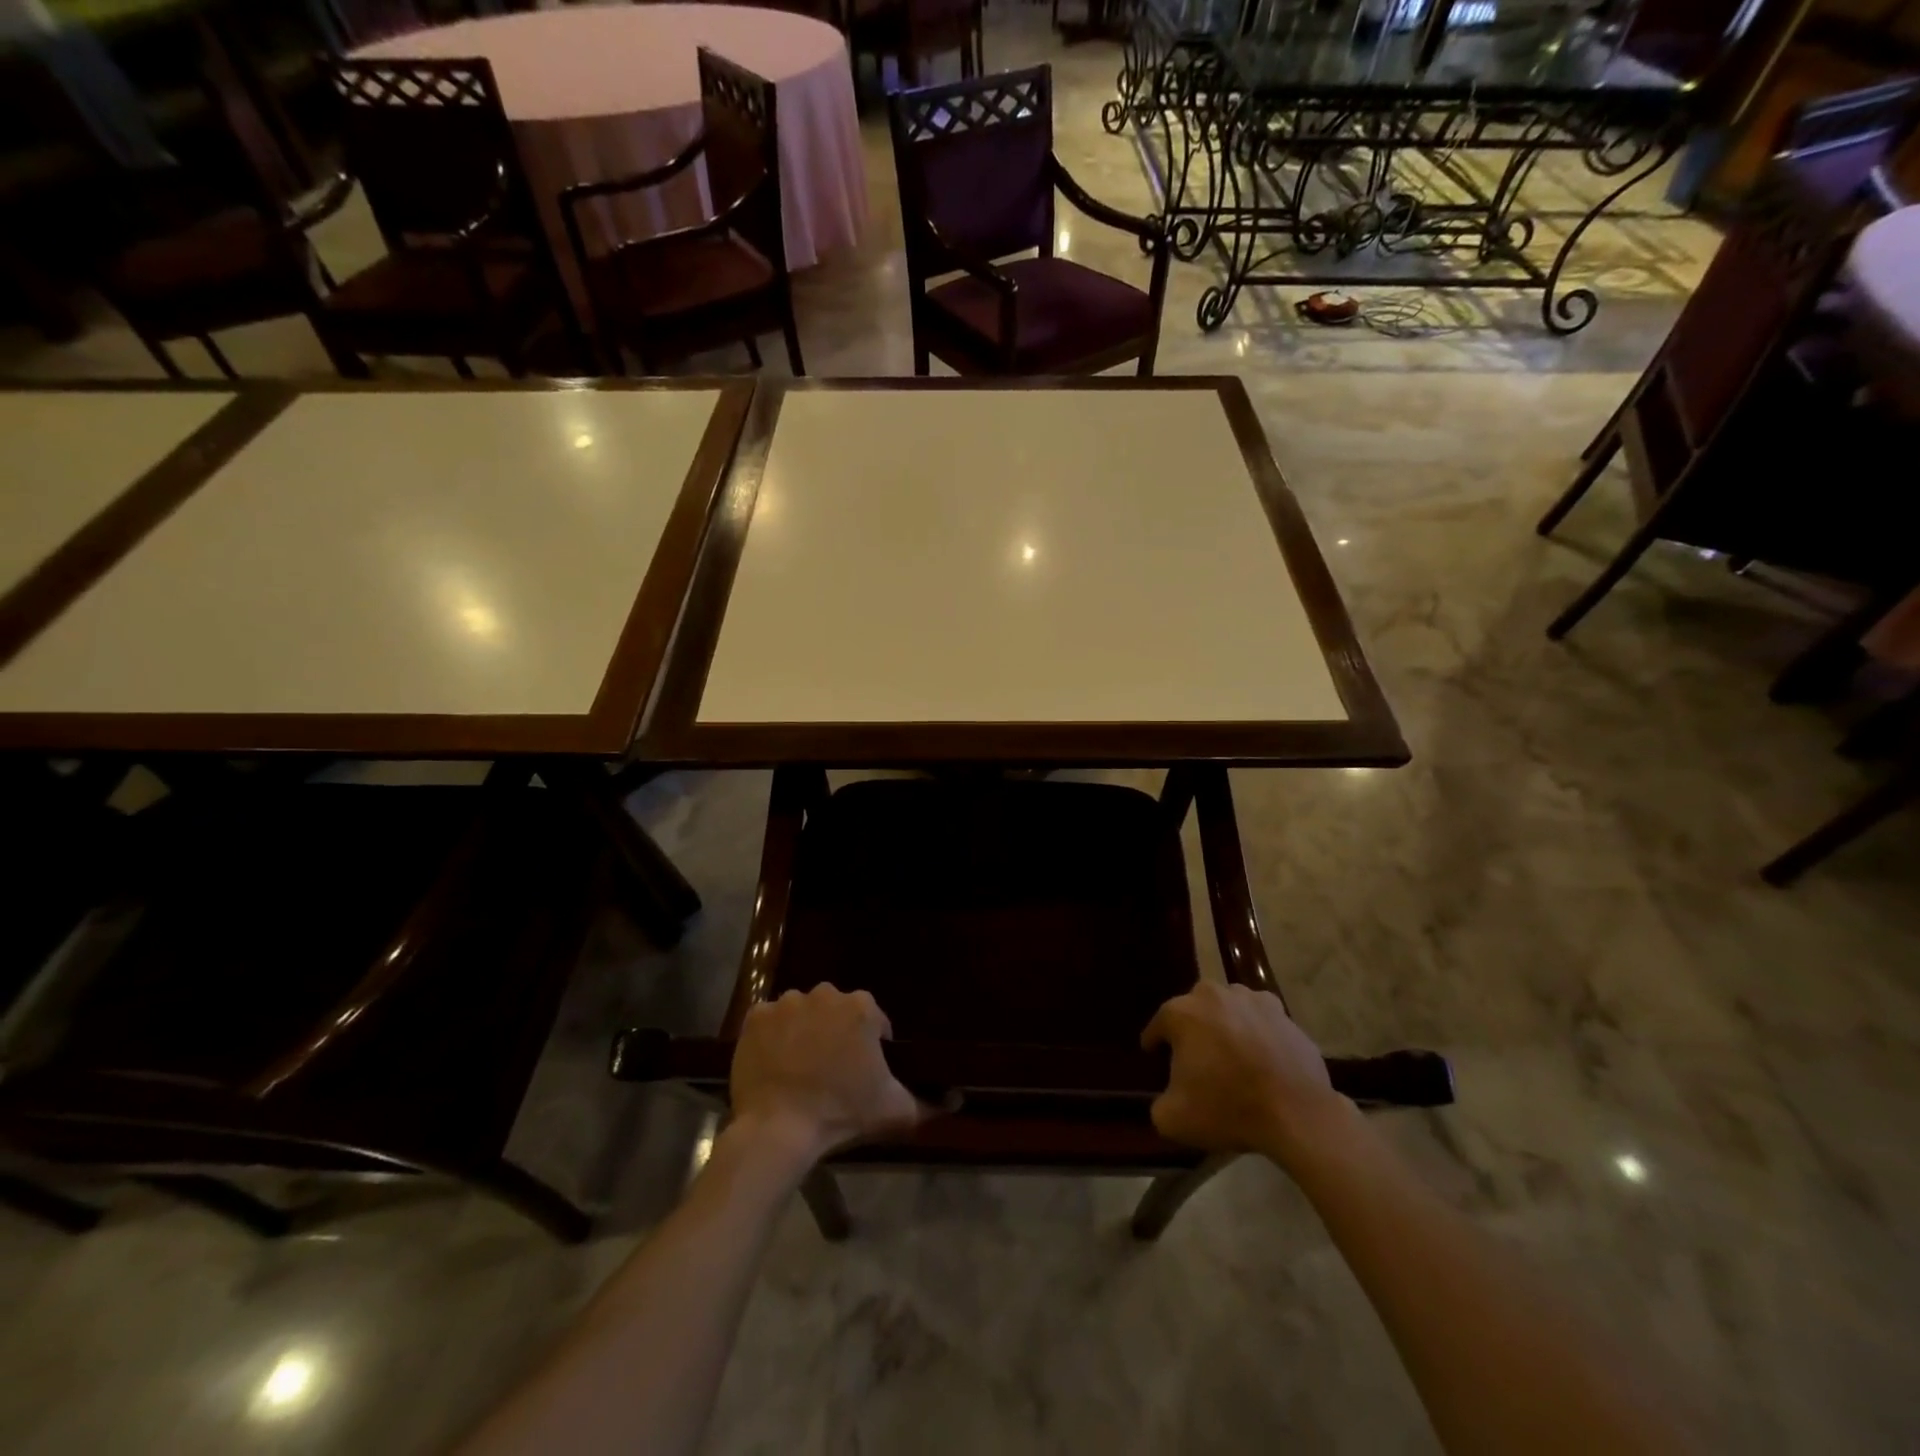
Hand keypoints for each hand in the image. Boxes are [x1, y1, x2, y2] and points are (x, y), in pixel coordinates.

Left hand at [730, 986, 928, 1163]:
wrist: (779, 1128)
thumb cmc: (842, 1113)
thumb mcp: (894, 1111)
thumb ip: (929, 1102)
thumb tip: (957, 1098)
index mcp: (861, 1008)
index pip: (873, 1020)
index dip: (870, 1045)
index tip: (863, 1072)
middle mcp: (826, 994)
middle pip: (836, 1011)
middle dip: (836, 1033)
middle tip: (831, 1070)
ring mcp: (787, 1003)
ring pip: (802, 1011)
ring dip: (804, 1031)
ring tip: (801, 1067)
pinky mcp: (756, 1016)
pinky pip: (769, 1020)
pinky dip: (772, 1036)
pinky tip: (775, 1063)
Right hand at [1142, 982, 1354, 1164]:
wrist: (1296, 1114)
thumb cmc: (1229, 1110)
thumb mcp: (1174, 1119)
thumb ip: (1158, 1104)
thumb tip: (1166, 1098)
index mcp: (1181, 1014)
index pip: (1158, 1025)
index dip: (1154, 1042)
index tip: (1154, 1055)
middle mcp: (1212, 995)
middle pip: (1192, 1009)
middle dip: (1191, 1029)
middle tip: (1196, 1057)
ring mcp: (1249, 999)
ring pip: (1226, 1006)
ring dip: (1224, 1023)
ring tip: (1230, 1052)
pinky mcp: (1280, 1011)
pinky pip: (1258, 1015)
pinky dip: (1255, 1028)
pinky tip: (1260, 1052)